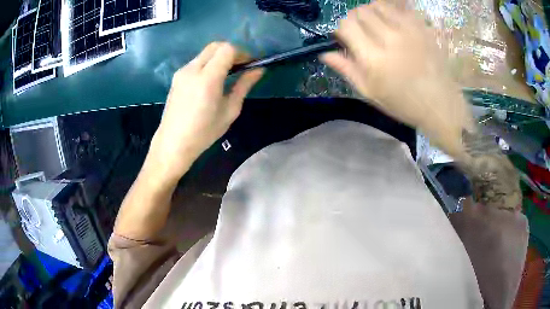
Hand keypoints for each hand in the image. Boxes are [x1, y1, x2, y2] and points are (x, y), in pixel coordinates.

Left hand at [150, 42, 263, 181]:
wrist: (173, 143)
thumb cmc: (204, 132)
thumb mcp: (230, 111)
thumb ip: (244, 86)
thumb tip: (259, 70)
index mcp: (207, 78)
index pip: (227, 49)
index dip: (242, 53)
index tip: (249, 64)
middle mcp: (192, 69)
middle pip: (215, 46)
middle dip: (231, 51)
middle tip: (240, 66)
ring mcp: (182, 72)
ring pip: (205, 53)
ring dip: (219, 57)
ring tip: (228, 74)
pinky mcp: (176, 77)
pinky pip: (196, 61)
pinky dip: (208, 63)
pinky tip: (212, 80)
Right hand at [321, 2, 473, 157]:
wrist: (440, 104)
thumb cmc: (404, 103)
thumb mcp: (371, 93)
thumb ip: (347, 70)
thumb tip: (325, 53)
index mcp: (373, 58)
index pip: (346, 25)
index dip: (342, 29)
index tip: (347, 39)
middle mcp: (389, 38)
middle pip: (359, 11)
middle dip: (355, 20)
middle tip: (363, 32)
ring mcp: (407, 30)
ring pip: (377, 4)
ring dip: (372, 12)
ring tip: (378, 25)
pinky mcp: (420, 27)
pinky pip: (399, 7)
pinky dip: (391, 11)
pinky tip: (394, 22)